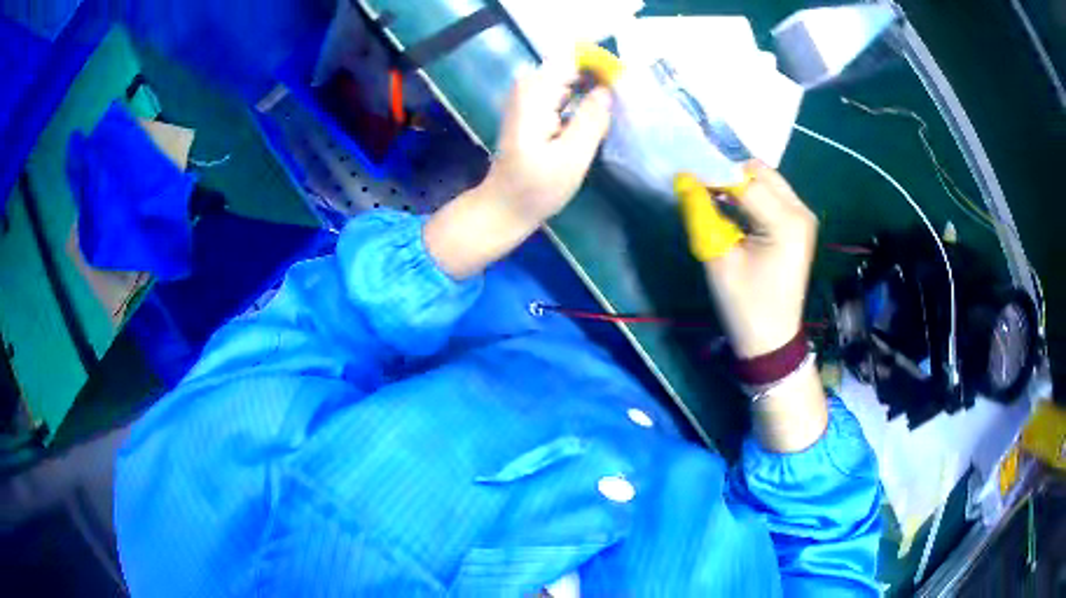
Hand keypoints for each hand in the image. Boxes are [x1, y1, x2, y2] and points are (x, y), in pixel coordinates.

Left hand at [424, 61, 612, 279]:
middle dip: (601, 75)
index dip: (602, 63)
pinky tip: (601, 112)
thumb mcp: (571, 157)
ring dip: (595, 86)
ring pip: (572, 76)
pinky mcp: (534, 107)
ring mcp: (530, 95)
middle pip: (573, 65)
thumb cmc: (536, 188)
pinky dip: (584, 96)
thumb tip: (609, 89)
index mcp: (535, 93)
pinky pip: (566, 89)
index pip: (573, 58)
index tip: (626, 80)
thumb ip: (591, 119)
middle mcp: (529, 86)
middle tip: (627, 97)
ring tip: (618, 105)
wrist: (504, 206)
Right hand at [704, 161, 817, 358]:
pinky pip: (771, 193)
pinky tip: (729, 202)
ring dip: (738, 180)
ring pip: (766, 179)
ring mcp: (803, 216)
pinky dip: (749, 192)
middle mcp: (800, 211)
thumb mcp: (718, 260)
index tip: (684, 169)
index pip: (744, 181)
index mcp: (786, 222)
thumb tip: (685, 180)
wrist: (772, 340)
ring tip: (709, 189)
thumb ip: (702, 214)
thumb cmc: (746, 306)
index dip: (712, 172)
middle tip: (698, 179)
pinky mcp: (798, 223)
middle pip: (759, 171)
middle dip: (727, 170)